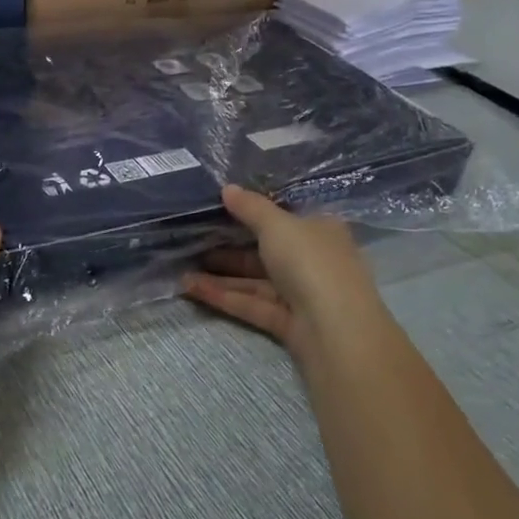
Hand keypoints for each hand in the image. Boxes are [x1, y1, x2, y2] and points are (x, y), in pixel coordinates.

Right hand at [182, 185, 389, 362]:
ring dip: (220, 275)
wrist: (337, 331)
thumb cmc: (311, 262)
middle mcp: (313, 260)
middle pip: (266, 250)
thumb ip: (250, 207)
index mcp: (320, 230)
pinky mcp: (288, 323)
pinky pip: (252, 304)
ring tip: (182, 269)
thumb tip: (227, 188)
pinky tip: (192, 288)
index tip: (219, 209)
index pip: (284, 217)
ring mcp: (301, 294)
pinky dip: (224, 296)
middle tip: (192, 241)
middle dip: (228, 247)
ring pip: (255, 280)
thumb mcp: (277, 224)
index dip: (253, 212)